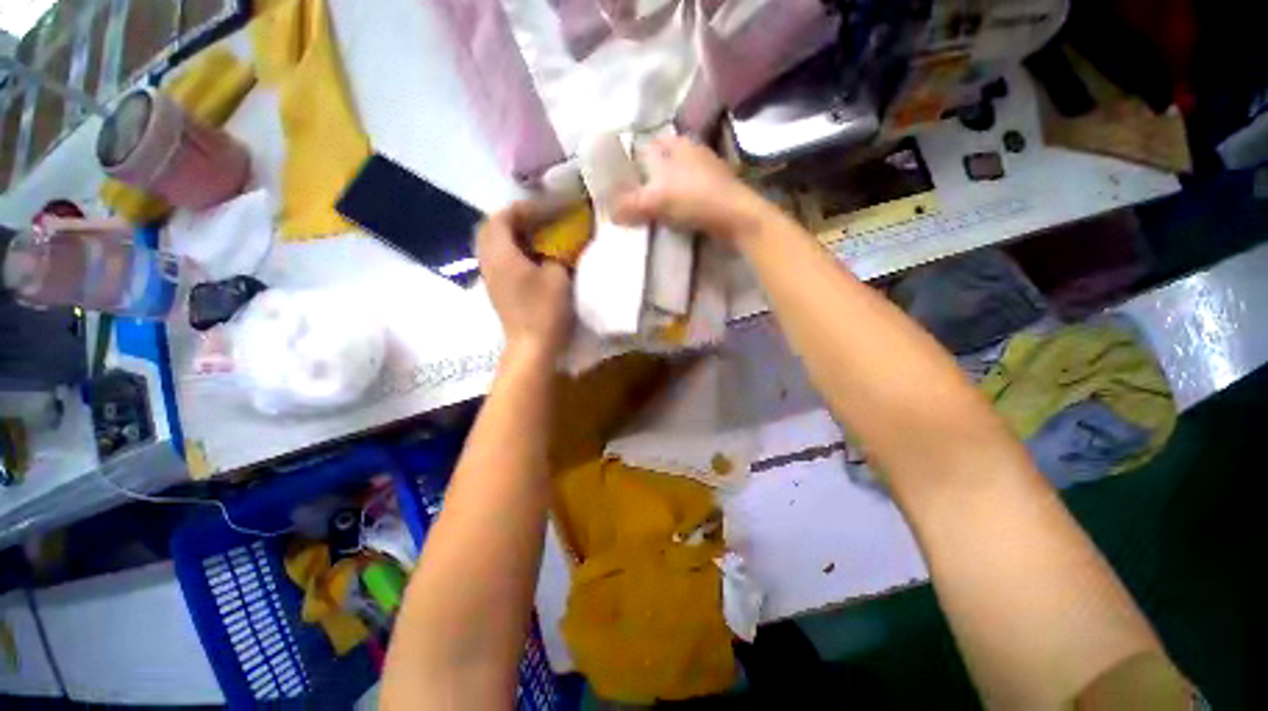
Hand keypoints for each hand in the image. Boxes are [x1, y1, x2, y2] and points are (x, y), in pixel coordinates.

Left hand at [476, 203, 572, 357]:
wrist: (532, 346)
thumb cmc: (545, 310)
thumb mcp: (557, 275)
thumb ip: (556, 254)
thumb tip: (558, 246)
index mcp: (501, 253)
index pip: (503, 216)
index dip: (526, 208)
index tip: (549, 209)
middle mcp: (489, 262)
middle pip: (491, 228)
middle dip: (514, 218)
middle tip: (538, 219)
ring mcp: (491, 277)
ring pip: (493, 244)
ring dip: (512, 235)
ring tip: (536, 236)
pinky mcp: (497, 290)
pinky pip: (498, 259)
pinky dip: (512, 251)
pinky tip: (532, 258)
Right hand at [613, 136, 769, 239]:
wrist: (736, 216)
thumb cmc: (694, 199)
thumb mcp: (655, 201)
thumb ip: (629, 205)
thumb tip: (608, 213)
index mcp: (675, 145)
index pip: (645, 147)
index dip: (631, 162)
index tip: (621, 181)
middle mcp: (691, 149)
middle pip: (661, 161)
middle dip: (648, 177)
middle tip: (634, 198)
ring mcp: (707, 168)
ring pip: (677, 176)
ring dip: (664, 190)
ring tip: (652, 208)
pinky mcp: (717, 187)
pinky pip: (689, 190)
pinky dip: (679, 199)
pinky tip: (676, 213)